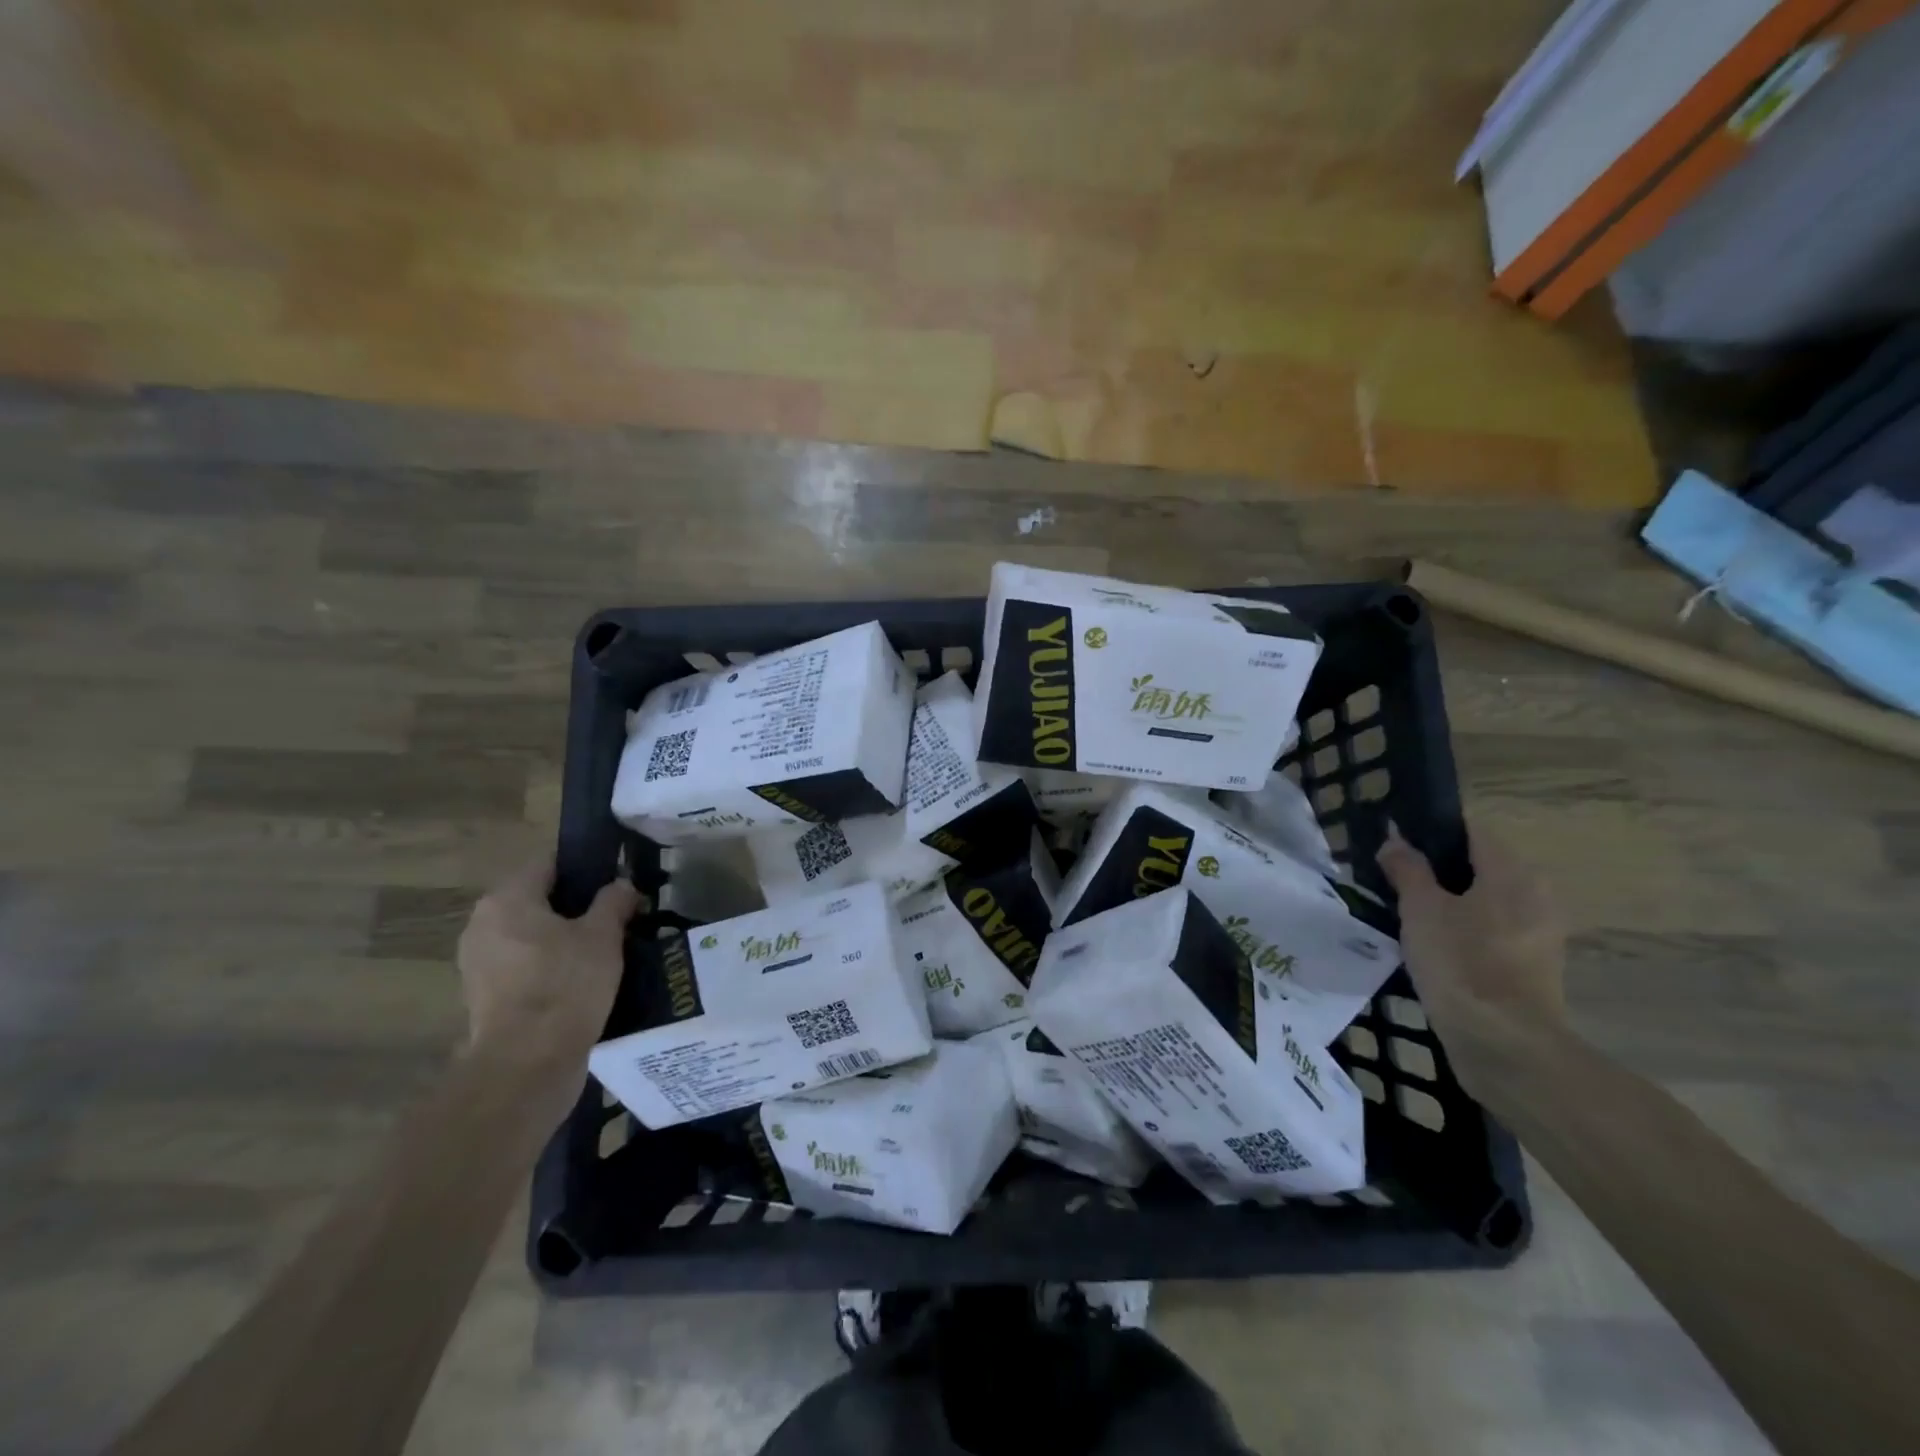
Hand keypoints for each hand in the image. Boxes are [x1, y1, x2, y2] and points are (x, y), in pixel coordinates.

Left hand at [456, 856, 639, 1092]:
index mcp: (508, 899)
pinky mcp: (483, 997)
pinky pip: (523, 966)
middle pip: (537, 900)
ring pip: (530, 935)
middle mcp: (483, 924)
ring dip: (561, 939)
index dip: (586, 867)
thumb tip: (621, 885)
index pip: (549, 863)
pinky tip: (581, 980)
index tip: (616, 879)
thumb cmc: (566, 985)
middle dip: (575, 906)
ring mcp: (478, 963)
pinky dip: (548, 967)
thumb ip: (614, 902)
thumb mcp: (603, 936)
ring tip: (604, 950)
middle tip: (616, 916)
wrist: (527, 1064)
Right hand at [1377, 821, 1566, 1094]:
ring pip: (1483, 901)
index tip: (1394, 843)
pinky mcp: (1531, 966)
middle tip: (1391, 879)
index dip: (1429, 830)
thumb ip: (1407, 869)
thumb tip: (1395, 840)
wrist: (1504, 1044)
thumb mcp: (1420, 909)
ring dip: (1447, 902)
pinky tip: (1429, 945)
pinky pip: (1489, 931)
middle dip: (1435, 869)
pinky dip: (1462, 930)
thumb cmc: (1461, 963)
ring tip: (1403, 912)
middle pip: (1477, 866)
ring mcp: (1538, 933)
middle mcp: (1535, 894)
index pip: (1469, 830)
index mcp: (1513, 872)